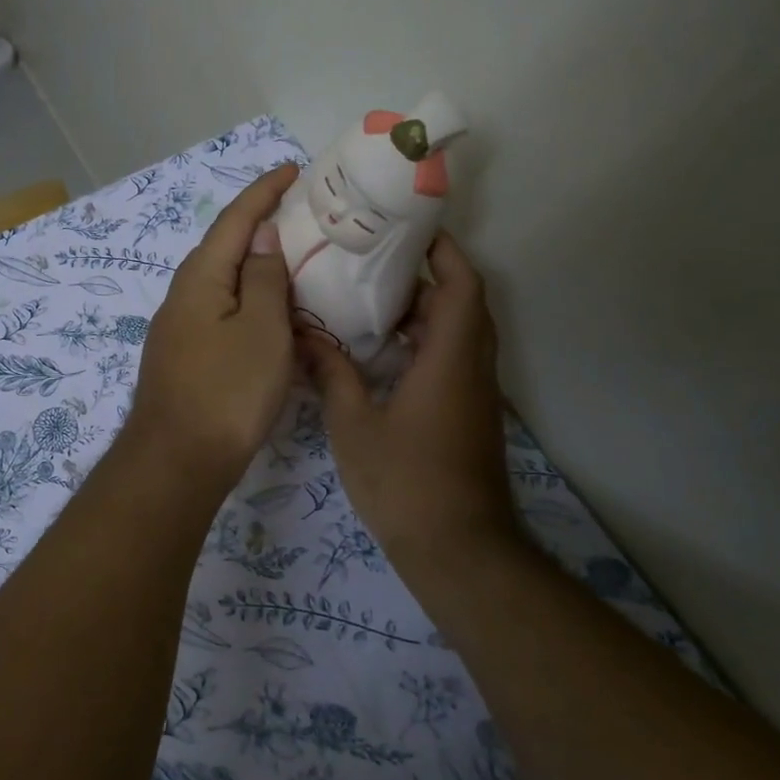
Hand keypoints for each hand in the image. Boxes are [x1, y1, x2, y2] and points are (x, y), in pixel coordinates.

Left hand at [125, 163, 299, 485]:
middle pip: (225, 247)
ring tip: (293, 258)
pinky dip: (249, 300)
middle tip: (301, 213)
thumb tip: (263, 236)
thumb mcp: (262, 329)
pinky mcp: (185, 356)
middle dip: (260, 224)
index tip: (293, 169)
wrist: (178, 460)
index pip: (235, 219)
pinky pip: (222, 311)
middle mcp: (183, 294)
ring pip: (224, 282)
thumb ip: (265, 278)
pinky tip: (269, 312)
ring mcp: (180, 327)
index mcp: (201, 277)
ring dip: (256, 266)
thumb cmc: (228, 391)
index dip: (264, 191)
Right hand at [300, 232, 516, 572]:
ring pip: (459, 334)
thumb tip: (305, 336)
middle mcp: (472, 368)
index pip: (462, 285)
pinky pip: (453, 360)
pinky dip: (425, 344)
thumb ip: (333, 375)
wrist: (457, 549)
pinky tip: (382, 354)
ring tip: (371, 302)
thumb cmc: (405, 482)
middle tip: (374, 265)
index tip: (411, 230)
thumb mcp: (355, 425)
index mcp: (450, 359)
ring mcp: (475, 394)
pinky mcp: (469, 416)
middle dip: (426, 278)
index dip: (444, 251)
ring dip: (425, 313)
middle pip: (463, 304)